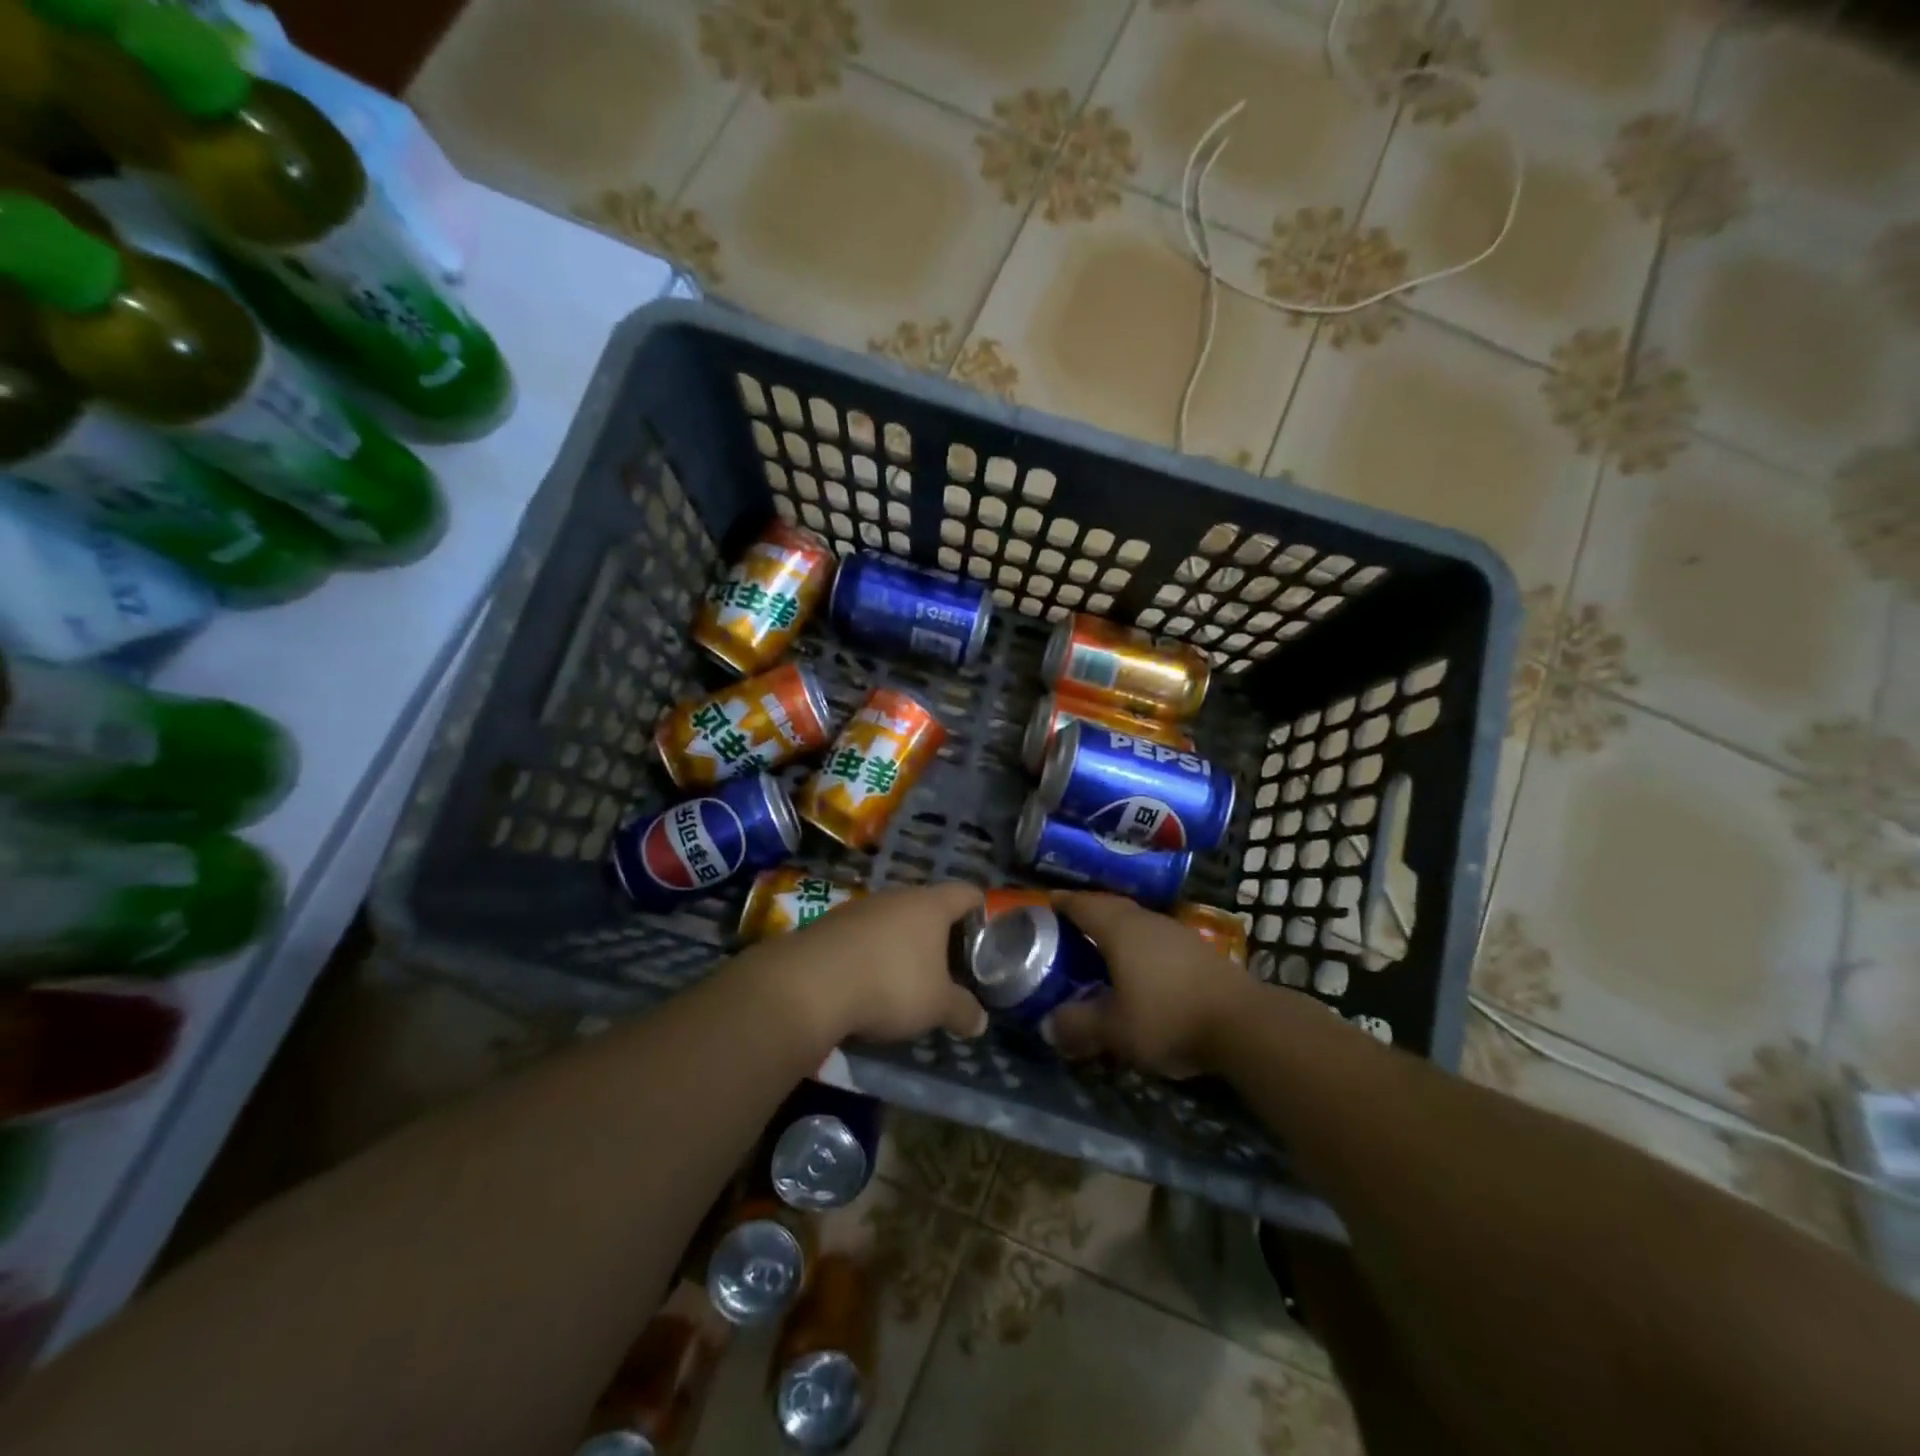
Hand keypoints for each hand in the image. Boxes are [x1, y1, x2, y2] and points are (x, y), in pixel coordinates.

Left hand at [743, 881, 987, 1044]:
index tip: (986, 934)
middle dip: (939, 933)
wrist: (809, 984)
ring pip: (893, 919)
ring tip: (909, 977)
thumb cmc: (890, 984)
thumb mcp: (936, 1006)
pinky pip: (863, 935)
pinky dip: (872, 953)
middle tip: (950, 964)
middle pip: (928, 905)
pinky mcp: (830, 925)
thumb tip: (981, 1022)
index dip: (981, 909)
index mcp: (931, 905)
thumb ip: (962, 1011)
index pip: (967, 893)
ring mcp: (860, 907)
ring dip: (902, 943)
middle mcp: (897, 896)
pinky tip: (869, 982)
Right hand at [1043, 893, 1251, 1077]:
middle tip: (1067, 926)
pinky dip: (1139, 946)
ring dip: (1117, 930)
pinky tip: (1140, 969)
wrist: (1243, 1023)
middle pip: (1111, 907)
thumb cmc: (1167, 1016)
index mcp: (1120, 929)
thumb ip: (1078, 1025)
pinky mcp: (1199, 951)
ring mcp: (1177, 933)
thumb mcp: (1114, 1030)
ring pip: (1137, 922)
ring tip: (1100, 948)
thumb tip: (1046, 1025)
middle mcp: (1147, 921)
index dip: (1062, 902)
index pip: (1083, 904)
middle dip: (1088, 913)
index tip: (1046, 902)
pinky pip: (1156, 939)